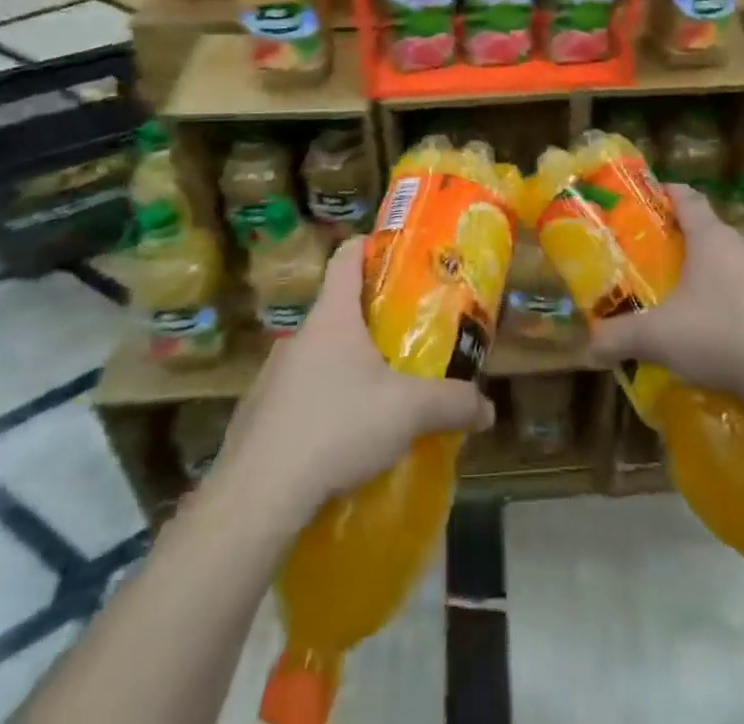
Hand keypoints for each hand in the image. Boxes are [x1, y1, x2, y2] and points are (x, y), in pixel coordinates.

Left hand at [210, 238, 494, 525]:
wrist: (256, 496)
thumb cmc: (337, 427)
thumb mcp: (408, 412)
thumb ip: (452, 404)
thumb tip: (488, 409)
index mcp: (332, 317)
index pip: (347, 256)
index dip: (371, 246)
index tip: (397, 255)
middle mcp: (298, 337)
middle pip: (337, 311)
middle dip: (370, 322)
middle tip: (405, 340)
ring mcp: (272, 377)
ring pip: (318, 358)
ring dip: (346, 369)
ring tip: (377, 398)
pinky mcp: (257, 418)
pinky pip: (297, 400)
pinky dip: (321, 409)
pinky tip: (340, 443)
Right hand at [586, 185, 743, 417]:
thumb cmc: (723, 334)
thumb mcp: (661, 338)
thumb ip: (621, 338)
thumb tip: (587, 349)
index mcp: (712, 239)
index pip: (688, 199)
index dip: (670, 193)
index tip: (654, 195)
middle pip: (716, 236)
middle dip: (693, 247)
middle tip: (669, 267)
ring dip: (725, 282)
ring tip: (703, 309)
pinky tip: (741, 341)